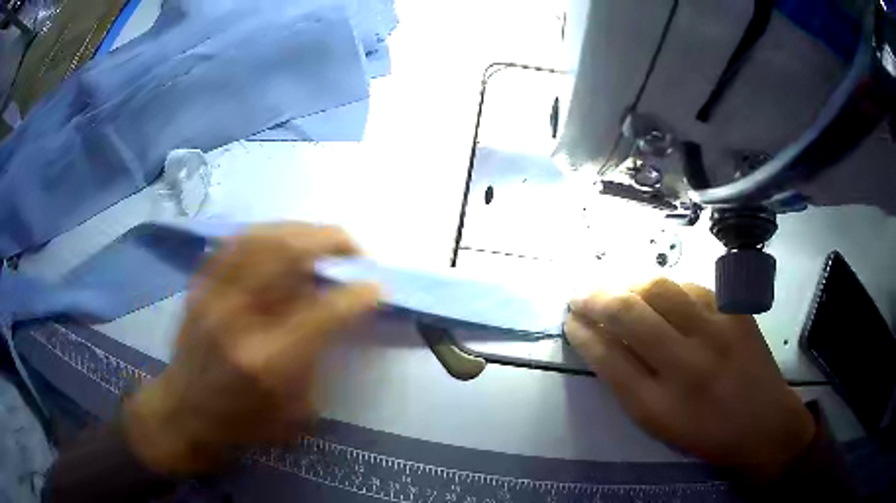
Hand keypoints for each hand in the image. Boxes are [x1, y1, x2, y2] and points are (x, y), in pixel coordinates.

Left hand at [122, 224, 379, 474]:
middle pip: (287, 255)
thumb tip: (335, 309)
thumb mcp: (295, 410)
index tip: (377, 286)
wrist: (183, 414)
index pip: (323, 311)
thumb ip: (318, 357)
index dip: (357, 293)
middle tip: (354, 250)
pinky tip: (282, 237)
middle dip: (331, 242)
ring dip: (301, 230)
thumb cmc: (243, 424)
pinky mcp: (198, 286)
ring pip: (261, 238)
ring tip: (323, 239)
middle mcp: (237, 319)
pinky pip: (235, 241)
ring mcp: (212, 295)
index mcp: (267, 362)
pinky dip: (266, 232)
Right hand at [565, 279, 814, 480]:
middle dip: (595, 298)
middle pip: (629, 313)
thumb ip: (628, 383)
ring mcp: (716, 331)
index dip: (583, 333)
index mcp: (659, 404)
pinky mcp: (736, 312)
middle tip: (581, 295)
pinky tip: (661, 294)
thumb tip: (601, 342)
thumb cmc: (705, 433)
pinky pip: (693, 285)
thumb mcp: (659, 424)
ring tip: (618, 289)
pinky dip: (669, 286)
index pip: (608, 357)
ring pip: (660, 288)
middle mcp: (686, 364)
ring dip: (629, 284)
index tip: (570, 320)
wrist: (763, 424)